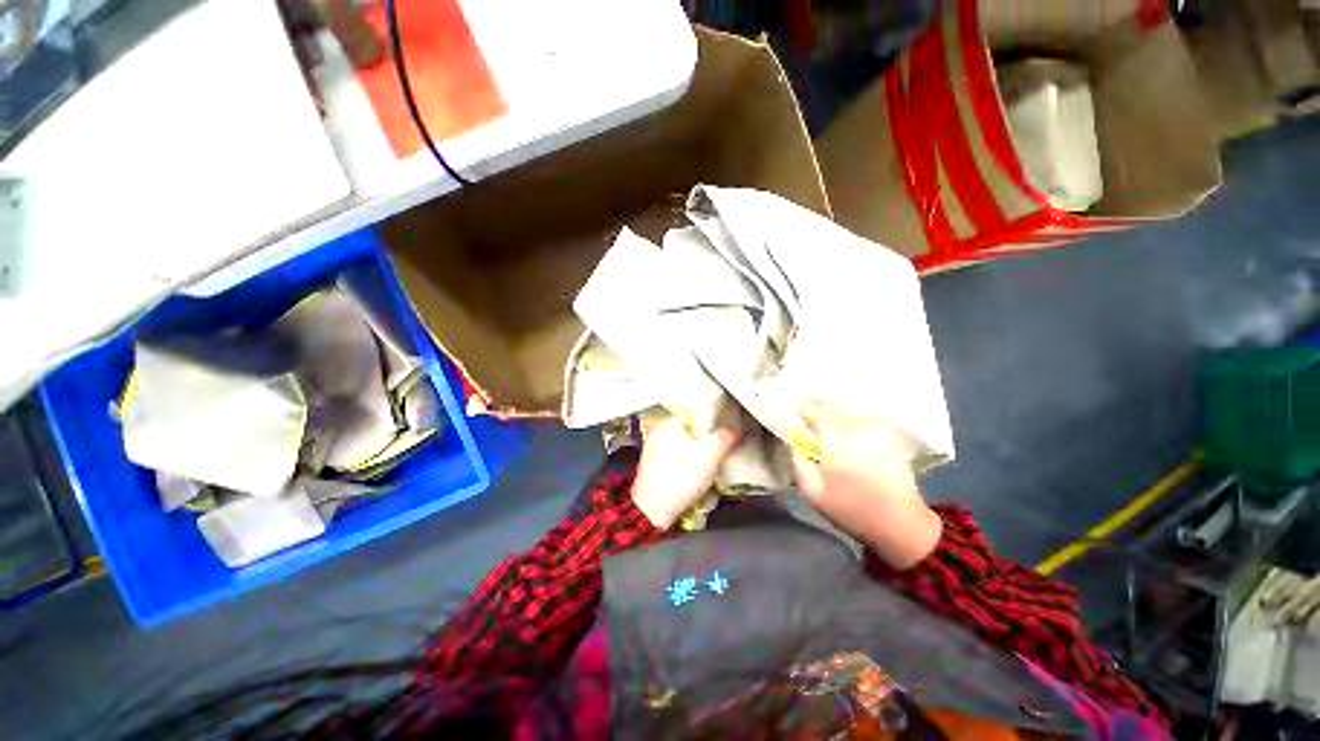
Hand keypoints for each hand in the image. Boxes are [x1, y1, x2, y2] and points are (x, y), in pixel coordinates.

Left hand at [631, 412, 741, 528]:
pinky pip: (676, 457)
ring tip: (708, 465)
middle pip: (691, 430)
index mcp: (669, 422)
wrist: (652, 510)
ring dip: (697, 453)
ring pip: (684, 445)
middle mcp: (658, 431)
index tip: (725, 433)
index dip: (715, 423)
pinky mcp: (652, 465)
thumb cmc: (680, 478)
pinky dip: (686, 463)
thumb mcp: (710, 455)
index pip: (697, 413)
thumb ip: (725, 438)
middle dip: (706, 440)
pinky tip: (693, 475)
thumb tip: (734, 429)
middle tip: (719, 451)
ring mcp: (653, 448)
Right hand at [792, 400, 940, 568]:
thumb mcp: (814, 494)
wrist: (900, 525)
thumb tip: (794, 443)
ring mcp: (878, 434)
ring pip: (853, 410)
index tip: (795, 404)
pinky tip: (852, 420)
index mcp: (836, 446)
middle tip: (808, 402)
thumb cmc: (851, 511)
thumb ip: (800, 465)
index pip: (817, 414)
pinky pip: (871, 417)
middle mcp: (858, 434)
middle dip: (820, 403)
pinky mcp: (892, 439)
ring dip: (839, 408)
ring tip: (828, 409)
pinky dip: (859, 414)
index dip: (804, 407)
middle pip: (835, 408)